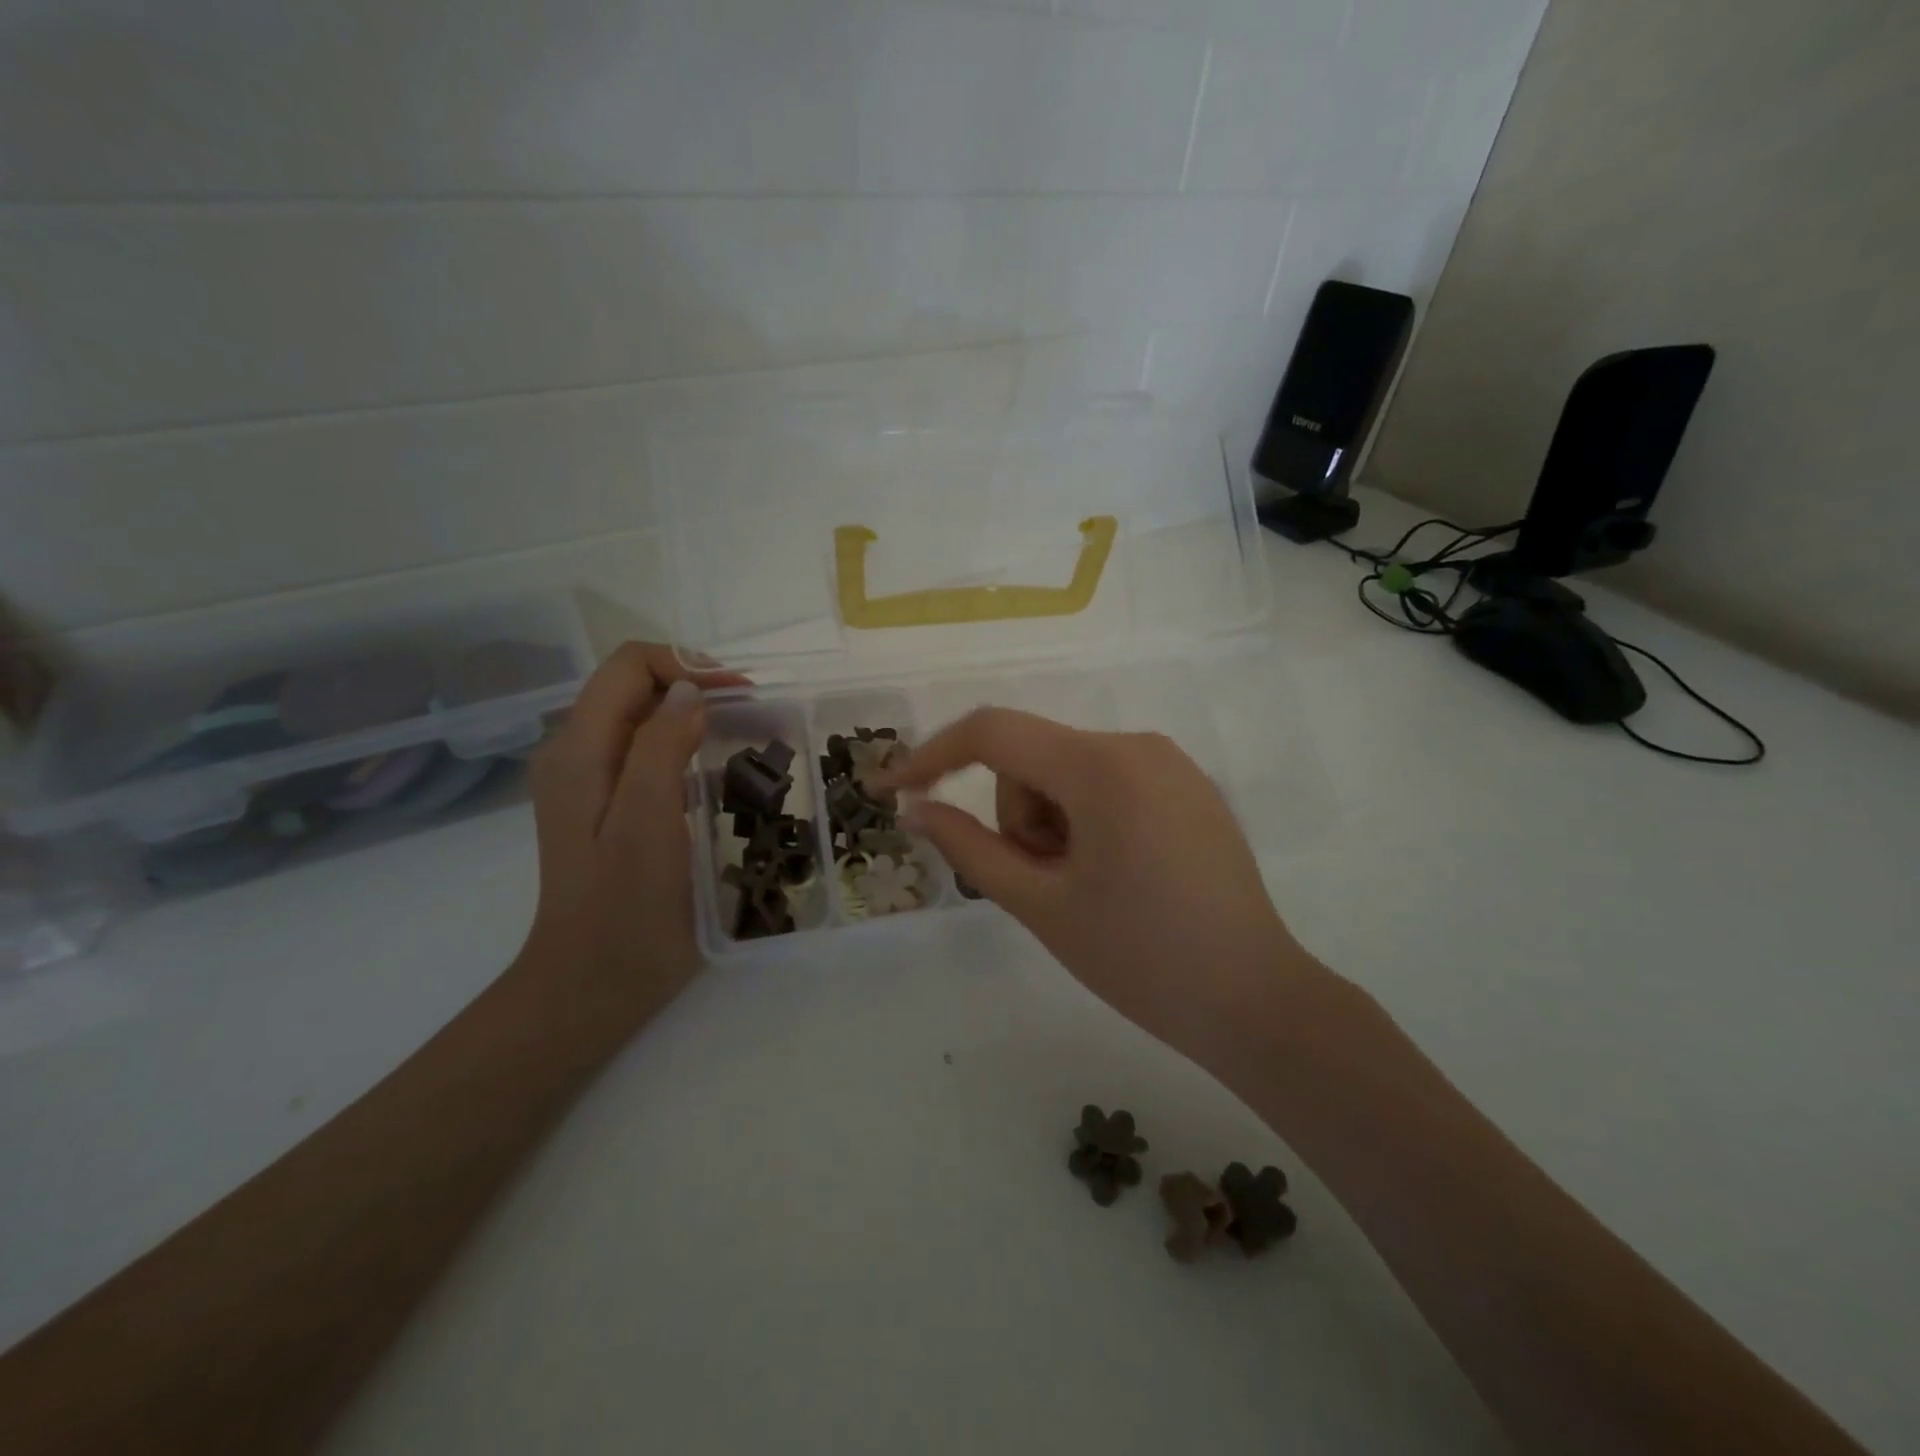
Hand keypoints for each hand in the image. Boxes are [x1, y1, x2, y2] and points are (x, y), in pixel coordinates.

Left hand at [516, 642, 743, 1022]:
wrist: (594, 983)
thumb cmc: (625, 906)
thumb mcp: (646, 820)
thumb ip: (661, 745)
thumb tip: (690, 690)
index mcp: (579, 749)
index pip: (629, 665)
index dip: (687, 665)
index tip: (741, 694)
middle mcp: (577, 753)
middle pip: (635, 686)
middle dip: (695, 685)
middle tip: (752, 713)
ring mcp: (590, 781)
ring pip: (643, 717)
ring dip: (694, 713)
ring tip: (745, 734)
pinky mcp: (608, 806)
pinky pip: (647, 751)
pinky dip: (687, 744)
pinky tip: (718, 769)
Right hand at [880, 709, 1313, 1067]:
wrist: (1255, 1001)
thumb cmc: (1140, 959)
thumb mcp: (1040, 904)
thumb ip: (969, 847)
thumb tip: (915, 810)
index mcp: (1101, 767)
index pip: (994, 733)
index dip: (932, 756)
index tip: (891, 790)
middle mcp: (1137, 745)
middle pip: (1033, 759)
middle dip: (1017, 816)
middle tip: (1043, 884)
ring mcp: (1169, 764)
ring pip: (1067, 773)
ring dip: (1051, 823)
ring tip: (1083, 888)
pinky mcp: (1187, 787)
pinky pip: (1107, 783)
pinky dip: (1085, 819)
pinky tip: (1115, 875)